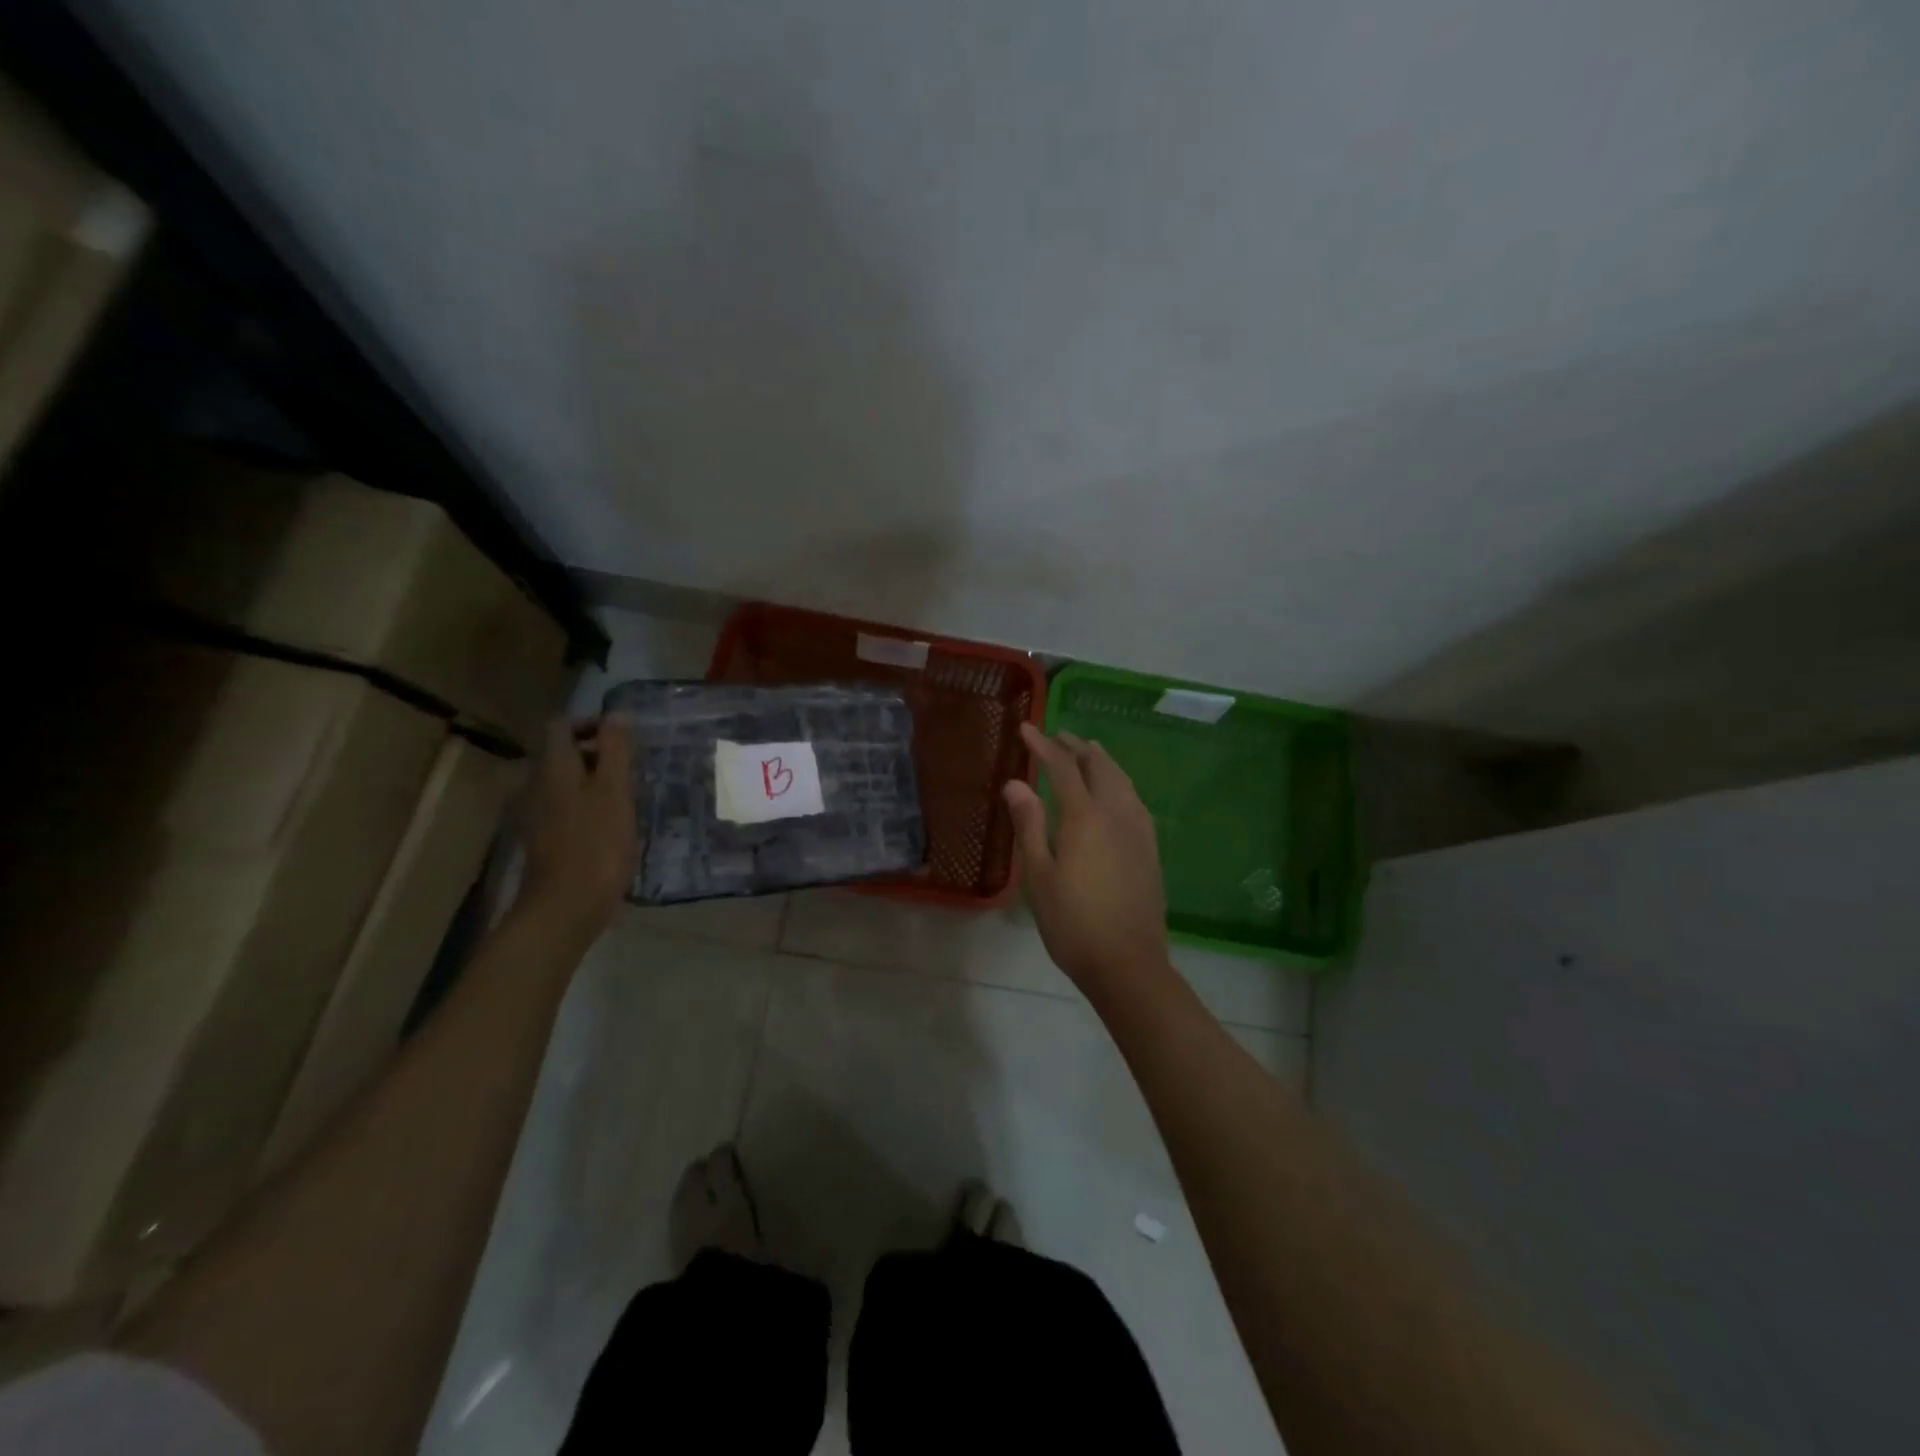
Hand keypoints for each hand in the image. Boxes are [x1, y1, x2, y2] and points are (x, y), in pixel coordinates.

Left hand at [517, 717, 637, 938]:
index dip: (591, 724)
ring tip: (631, 793)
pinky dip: (591, 804)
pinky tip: (616, 822)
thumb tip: (618, 714)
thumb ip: (616, 750)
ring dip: (598, 780)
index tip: (624, 737)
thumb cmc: (596, 843)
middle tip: (635, 766)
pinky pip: (569, 806)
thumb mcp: (614, 791)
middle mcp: (539, 785)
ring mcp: (540, 814)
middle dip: (598, 752)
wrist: (566, 906)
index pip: (562, 726)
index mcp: (554, 768)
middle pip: (564, 753)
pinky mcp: (548, 838)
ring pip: (568, 781)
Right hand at [1003, 723, 1170, 994]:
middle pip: (1098, 766)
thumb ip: (1029, 824)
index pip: (1063, 767)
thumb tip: (1015, 783)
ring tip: (1088, 752)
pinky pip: (1134, 798)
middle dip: (1076, 746)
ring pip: (1122, 779)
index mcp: (1084, 817)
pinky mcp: (1150, 847)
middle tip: (1057, 736)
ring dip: (1102, 761)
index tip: (1026, 729)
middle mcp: (1116, 813)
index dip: (1043, 745)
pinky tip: (1115, 791)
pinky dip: (1119, 781)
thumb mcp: (1039, 875)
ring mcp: (1138, 830)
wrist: (1128, 963)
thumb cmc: (1072, 922)